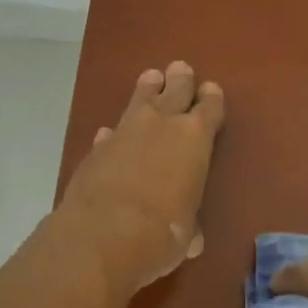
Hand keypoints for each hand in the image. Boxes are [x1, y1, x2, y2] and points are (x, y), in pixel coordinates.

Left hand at [55, 61, 225, 300]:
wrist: (102, 235)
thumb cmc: (161, 233)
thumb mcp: (186, 235)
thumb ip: (189, 226)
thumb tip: (190, 238)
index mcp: (195, 138)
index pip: (209, 108)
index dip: (211, 98)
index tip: (211, 89)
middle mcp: (162, 124)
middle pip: (175, 90)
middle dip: (180, 80)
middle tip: (181, 69)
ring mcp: (125, 131)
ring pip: (140, 98)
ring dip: (147, 89)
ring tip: (151, 77)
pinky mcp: (96, 148)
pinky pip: (111, 131)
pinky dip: (115, 132)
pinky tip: (111, 134)